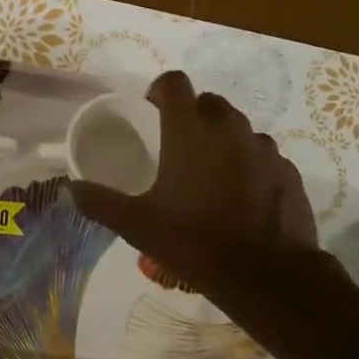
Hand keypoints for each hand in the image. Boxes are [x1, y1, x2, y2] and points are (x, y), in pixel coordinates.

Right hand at [70, 70, 317, 302]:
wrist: (267, 276)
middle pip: (208, 102)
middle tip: (178, 148)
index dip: (160, 90)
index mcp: (190, 130)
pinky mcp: (288, 170)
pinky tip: (241, 197)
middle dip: (192, 116)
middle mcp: (229, 128)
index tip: (152, 112)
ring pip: (238, 128)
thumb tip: (70, 189)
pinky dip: (250, 165)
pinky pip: (263, 154)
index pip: (174, 82)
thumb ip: (100, 202)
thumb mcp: (137, 225)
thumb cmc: (195, 241)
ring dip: (222, 140)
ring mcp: (264, 147)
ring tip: (211, 175)